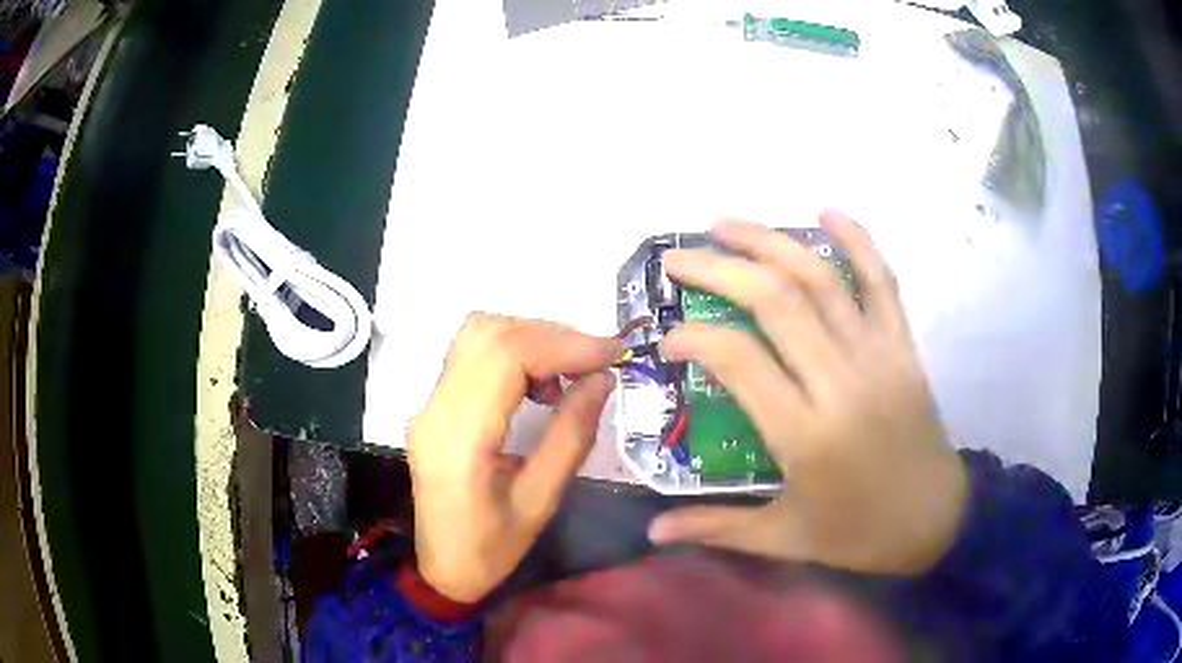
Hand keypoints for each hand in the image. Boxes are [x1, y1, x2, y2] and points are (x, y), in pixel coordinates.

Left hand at [407, 314, 620, 601]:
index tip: (611, 353)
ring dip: (530, 337)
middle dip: (550, 335)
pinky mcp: (433, 406)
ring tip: (569, 371)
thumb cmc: (492, 549)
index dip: (562, 344)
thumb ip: (571, 436)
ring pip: (477, 335)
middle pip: (488, 334)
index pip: (505, 358)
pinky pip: (470, 355)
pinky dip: (511, 351)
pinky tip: (538, 382)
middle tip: (595, 360)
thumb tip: (602, 379)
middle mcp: (434, 410)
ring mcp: (428, 404)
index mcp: (459, 440)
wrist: (442, 567)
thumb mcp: (541, 501)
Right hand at [649, 212, 968, 575]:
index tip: (668, 340)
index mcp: (806, 435)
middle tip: (678, 258)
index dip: (695, 338)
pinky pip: (882, 282)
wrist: (934, 521)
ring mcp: (878, 357)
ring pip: (821, 281)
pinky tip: (827, 210)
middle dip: (718, 270)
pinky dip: (857, 241)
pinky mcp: (903, 348)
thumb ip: (715, 527)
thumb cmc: (857, 534)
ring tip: (726, 222)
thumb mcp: (783, 537)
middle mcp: (841, 383)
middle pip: (775, 303)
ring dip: (770, 242)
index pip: (739, 361)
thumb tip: (652, 532)